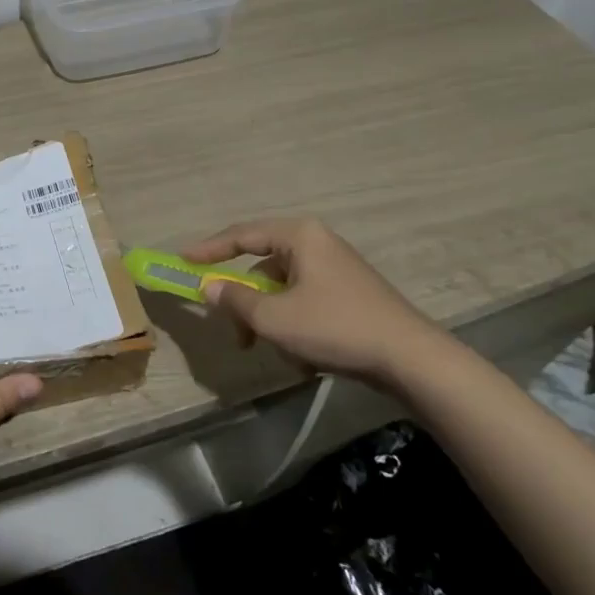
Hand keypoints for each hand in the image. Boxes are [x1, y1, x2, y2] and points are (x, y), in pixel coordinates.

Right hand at [182, 217, 442, 381]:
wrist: (412, 360)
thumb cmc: (335, 327)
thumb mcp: (274, 317)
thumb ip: (235, 299)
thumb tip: (208, 287)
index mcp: (298, 236)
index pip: (241, 235)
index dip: (209, 249)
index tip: (182, 261)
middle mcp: (317, 243)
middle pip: (262, 267)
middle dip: (246, 304)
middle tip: (235, 332)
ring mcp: (336, 269)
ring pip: (283, 291)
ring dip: (271, 321)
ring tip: (278, 354)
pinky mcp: (349, 295)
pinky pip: (305, 304)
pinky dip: (295, 327)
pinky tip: (304, 360)